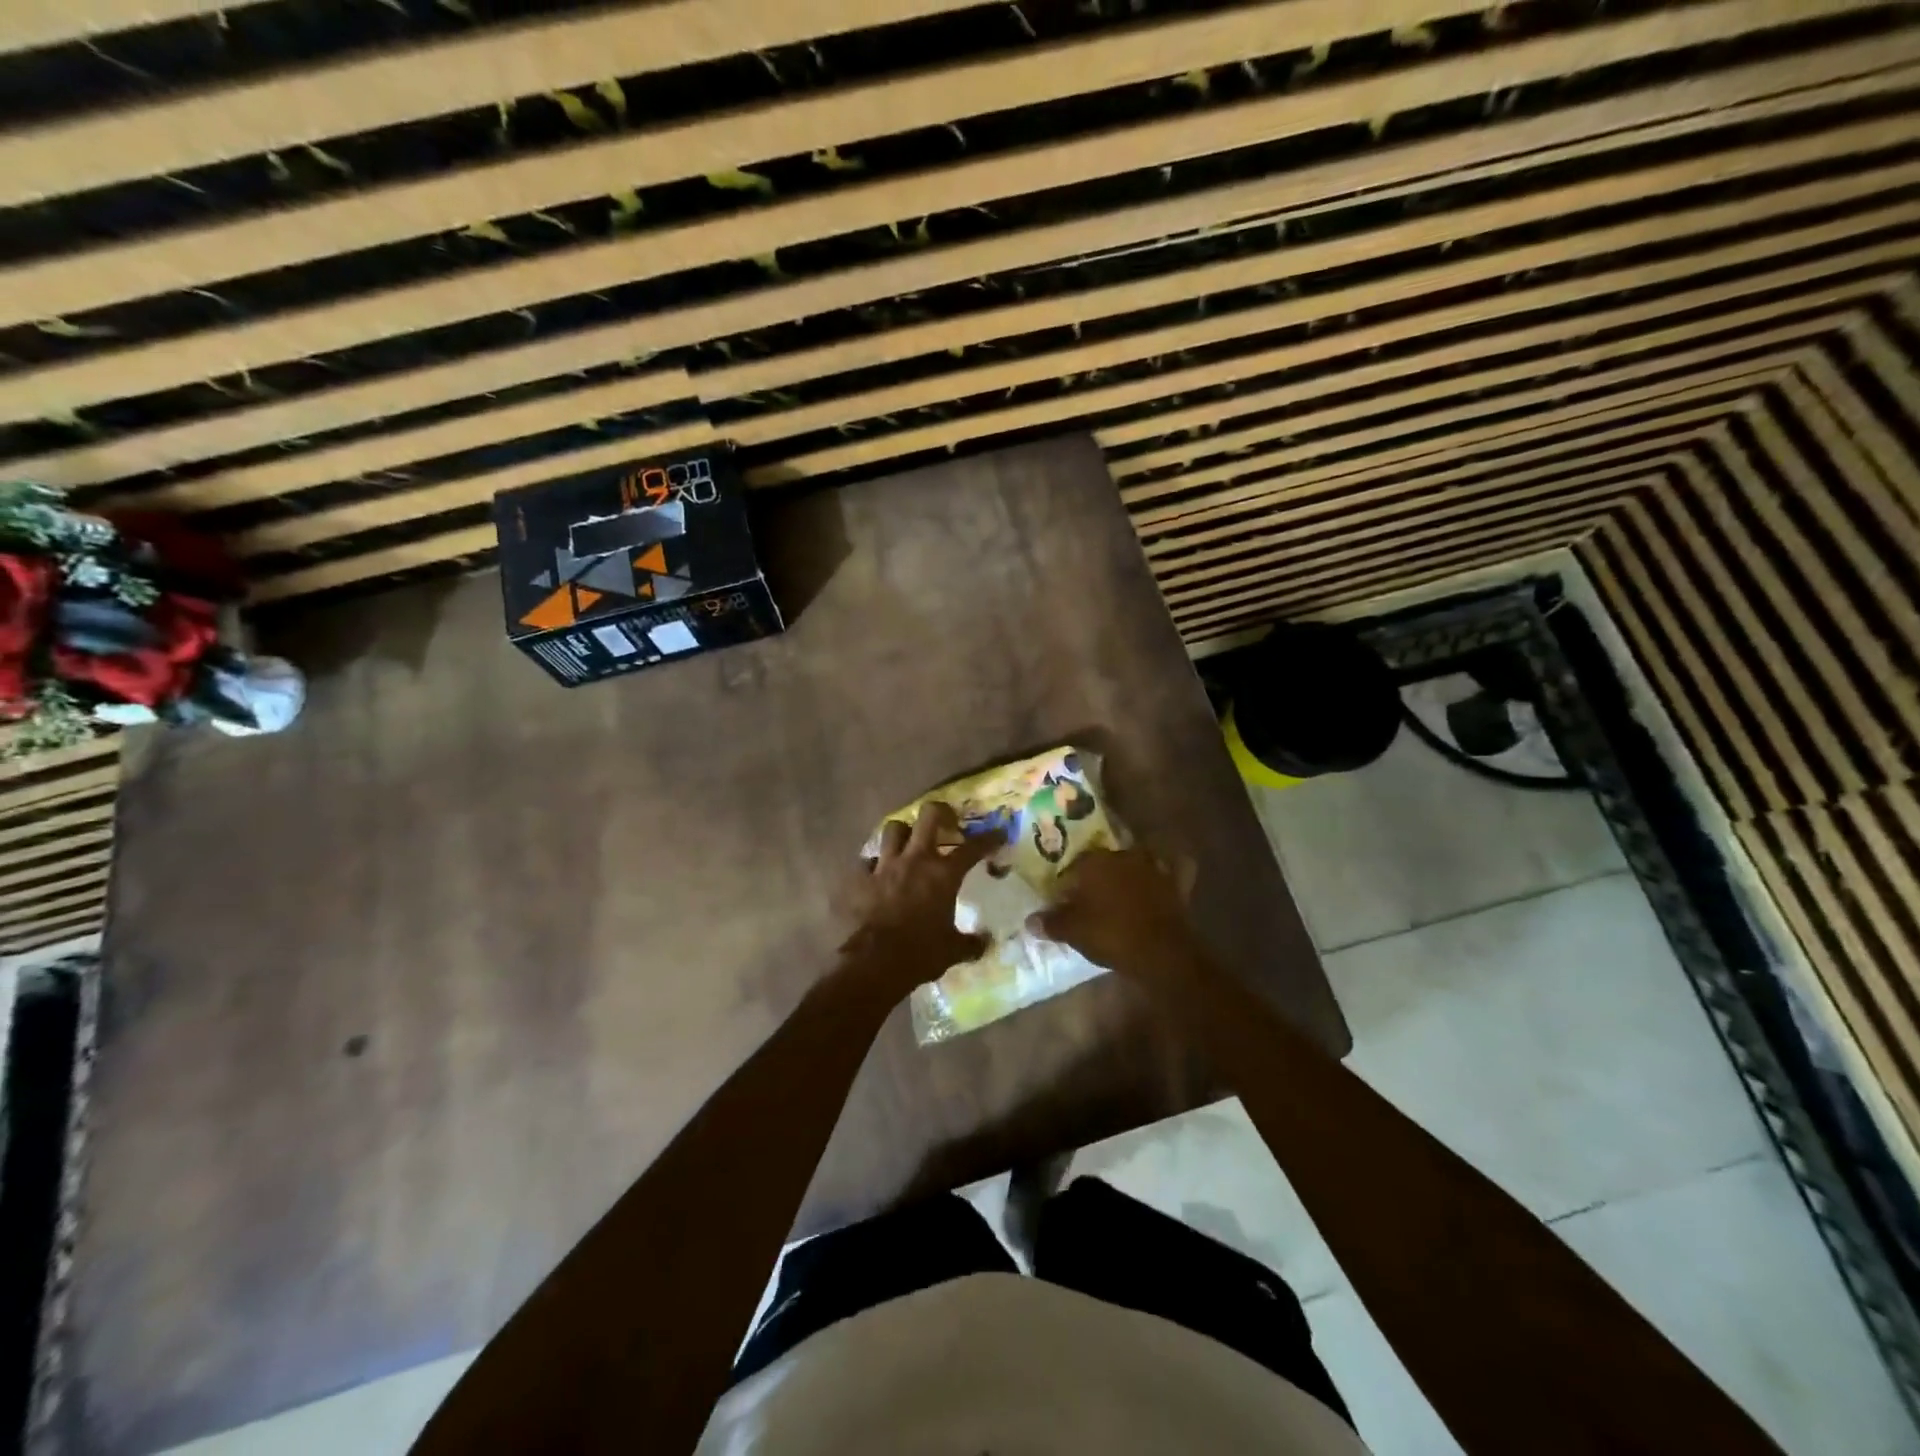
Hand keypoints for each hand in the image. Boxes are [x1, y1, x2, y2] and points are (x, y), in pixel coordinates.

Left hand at [839, 802, 1002, 994]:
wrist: (875, 962)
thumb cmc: (921, 953)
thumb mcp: (953, 950)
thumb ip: (971, 943)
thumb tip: (986, 943)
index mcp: (943, 874)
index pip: (973, 847)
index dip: (989, 838)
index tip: (998, 834)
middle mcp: (915, 860)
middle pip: (929, 816)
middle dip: (941, 813)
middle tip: (947, 823)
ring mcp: (885, 866)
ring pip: (893, 828)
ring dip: (903, 832)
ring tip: (909, 843)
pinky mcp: (861, 878)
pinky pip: (867, 861)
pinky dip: (874, 864)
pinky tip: (878, 874)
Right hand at [1029, 846, 1195, 977]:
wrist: (1161, 952)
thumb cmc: (1110, 935)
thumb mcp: (1073, 931)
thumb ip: (1051, 922)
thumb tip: (1030, 920)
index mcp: (1095, 862)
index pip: (1074, 866)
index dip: (1067, 883)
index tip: (1063, 900)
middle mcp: (1124, 856)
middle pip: (1105, 861)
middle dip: (1097, 874)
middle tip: (1090, 895)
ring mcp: (1153, 868)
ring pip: (1138, 859)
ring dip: (1131, 869)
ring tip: (1122, 887)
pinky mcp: (1176, 884)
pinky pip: (1174, 869)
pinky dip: (1170, 870)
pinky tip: (1164, 877)